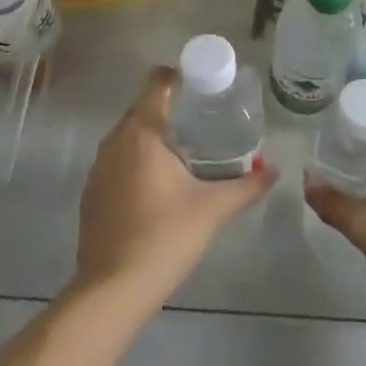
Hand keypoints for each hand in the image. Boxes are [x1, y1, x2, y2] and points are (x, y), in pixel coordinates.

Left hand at [72, 66, 274, 307]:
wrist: (113, 289)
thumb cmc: (165, 237)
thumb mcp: (213, 209)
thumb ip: (247, 185)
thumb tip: (274, 170)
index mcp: (142, 133)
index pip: (156, 83)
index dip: (179, 76)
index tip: (203, 86)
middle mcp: (114, 141)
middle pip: (143, 108)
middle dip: (171, 108)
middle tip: (205, 120)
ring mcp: (98, 167)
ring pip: (129, 135)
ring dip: (154, 137)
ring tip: (186, 150)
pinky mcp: (91, 192)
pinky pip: (117, 160)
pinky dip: (137, 160)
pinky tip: (159, 184)